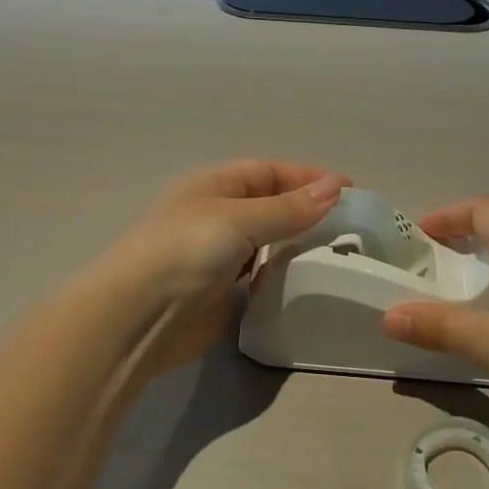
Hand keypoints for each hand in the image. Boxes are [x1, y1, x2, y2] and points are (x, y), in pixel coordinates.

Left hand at [102, 159, 347, 378]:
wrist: (138, 317)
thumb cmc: (185, 251)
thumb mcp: (239, 219)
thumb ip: (288, 209)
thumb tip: (334, 188)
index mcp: (213, 186)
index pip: (268, 172)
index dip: (306, 177)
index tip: (349, 190)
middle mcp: (216, 216)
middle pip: (269, 205)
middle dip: (306, 211)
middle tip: (350, 226)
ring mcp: (218, 256)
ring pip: (266, 242)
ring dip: (297, 243)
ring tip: (338, 252)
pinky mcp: (222, 292)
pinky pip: (260, 275)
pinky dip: (282, 274)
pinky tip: (307, 280)